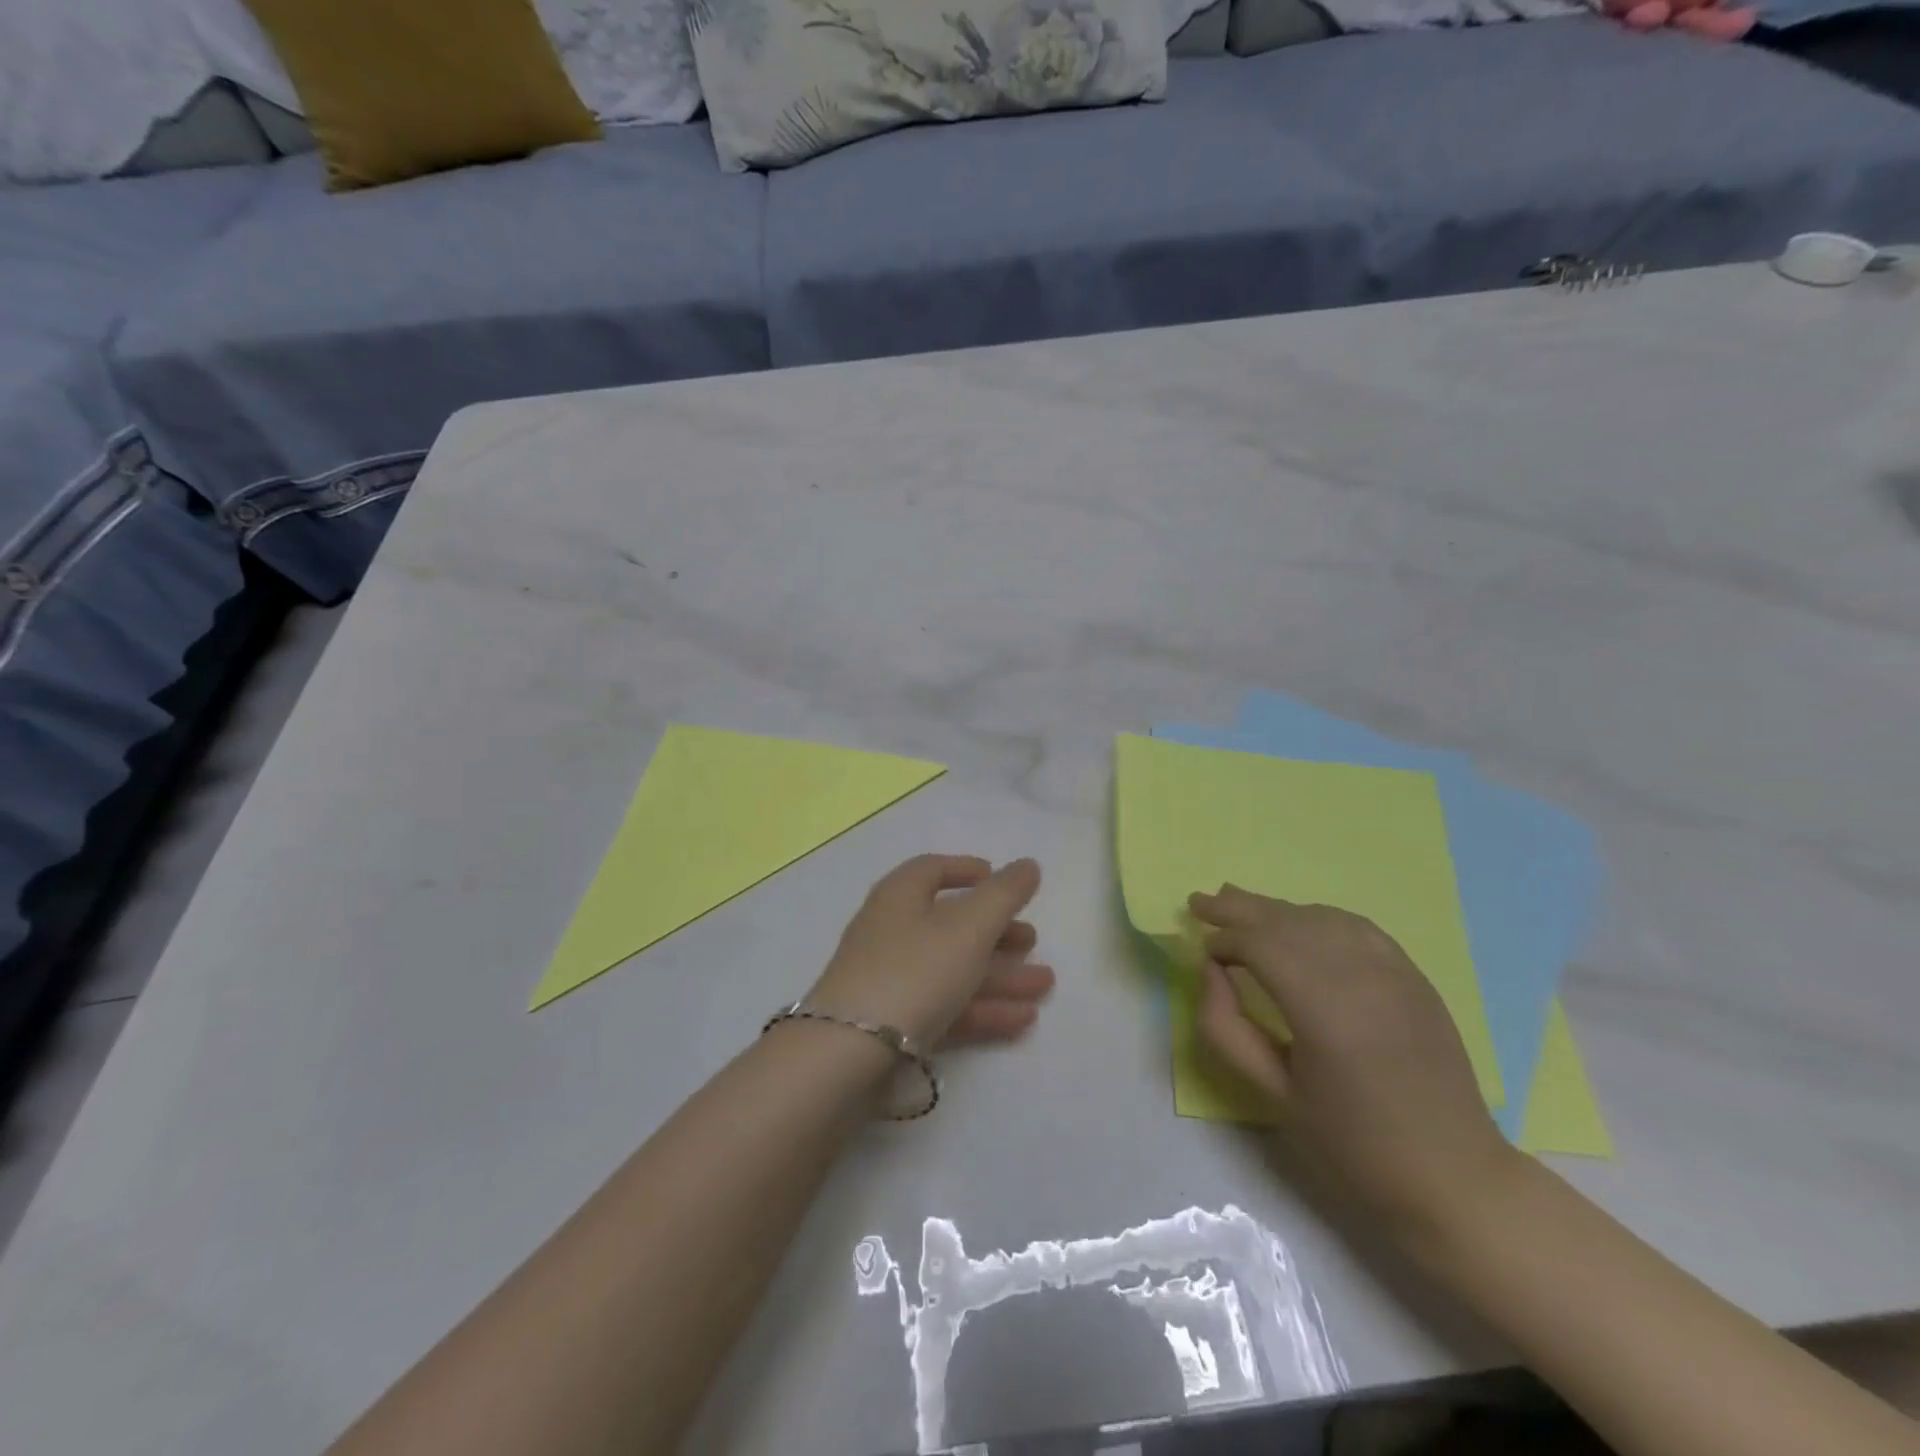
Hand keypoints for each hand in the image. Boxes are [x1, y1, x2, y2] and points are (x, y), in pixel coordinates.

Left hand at [808, 855, 1053, 1049]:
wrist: (849, 1054)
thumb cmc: (914, 971)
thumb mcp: (968, 926)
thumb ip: (1004, 894)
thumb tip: (1028, 864)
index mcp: (900, 896)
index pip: (932, 869)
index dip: (967, 870)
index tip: (999, 878)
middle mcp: (891, 932)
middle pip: (949, 924)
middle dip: (996, 931)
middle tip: (1033, 940)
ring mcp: (889, 981)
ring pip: (952, 969)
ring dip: (1000, 974)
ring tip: (1045, 984)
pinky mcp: (892, 1026)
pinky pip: (945, 1007)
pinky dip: (982, 1009)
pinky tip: (1023, 1019)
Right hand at [1190, 885, 1520, 1240]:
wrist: (1452, 1176)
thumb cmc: (1352, 1144)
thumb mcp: (1272, 1093)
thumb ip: (1225, 1027)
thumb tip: (1211, 971)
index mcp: (1325, 1011)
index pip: (1261, 946)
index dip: (1225, 940)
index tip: (1202, 951)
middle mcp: (1361, 976)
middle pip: (1288, 921)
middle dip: (1239, 908)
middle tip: (1199, 902)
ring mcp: (1394, 971)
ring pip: (1320, 917)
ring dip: (1275, 909)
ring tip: (1237, 902)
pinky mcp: (1413, 976)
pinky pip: (1355, 926)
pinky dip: (1317, 915)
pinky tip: (1297, 919)